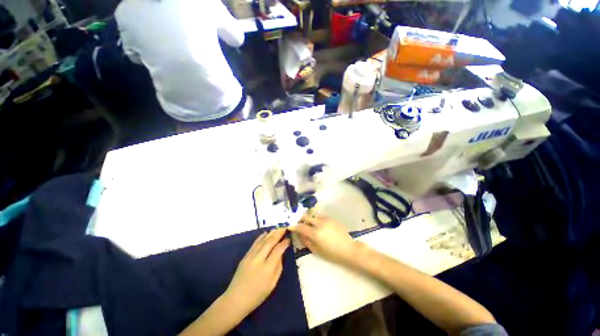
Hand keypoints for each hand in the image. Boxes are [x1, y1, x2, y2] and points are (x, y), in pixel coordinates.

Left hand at [224, 229, 289, 317]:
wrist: (236, 299)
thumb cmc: (257, 295)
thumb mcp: (272, 284)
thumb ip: (278, 267)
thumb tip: (281, 254)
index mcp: (268, 268)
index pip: (278, 250)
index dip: (284, 243)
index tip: (289, 238)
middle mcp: (259, 259)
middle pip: (270, 242)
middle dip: (278, 234)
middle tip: (284, 228)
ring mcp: (250, 256)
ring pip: (262, 241)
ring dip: (271, 233)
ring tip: (277, 228)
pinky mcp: (245, 256)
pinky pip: (255, 244)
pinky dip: (261, 237)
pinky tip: (265, 233)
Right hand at [290, 212, 360, 265]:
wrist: (348, 248)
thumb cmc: (332, 253)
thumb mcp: (317, 250)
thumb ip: (306, 241)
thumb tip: (300, 234)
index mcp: (315, 233)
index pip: (300, 227)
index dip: (294, 226)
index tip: (290, 225)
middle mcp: (319, 223)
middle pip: (305, 217)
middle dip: (300, 219)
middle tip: (299, 223)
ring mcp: (325, 219)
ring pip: (313, 214)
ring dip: (309, 217)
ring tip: (308, 222)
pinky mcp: (331, 218)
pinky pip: (320, 215)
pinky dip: (316, 218)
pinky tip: (318, 223)